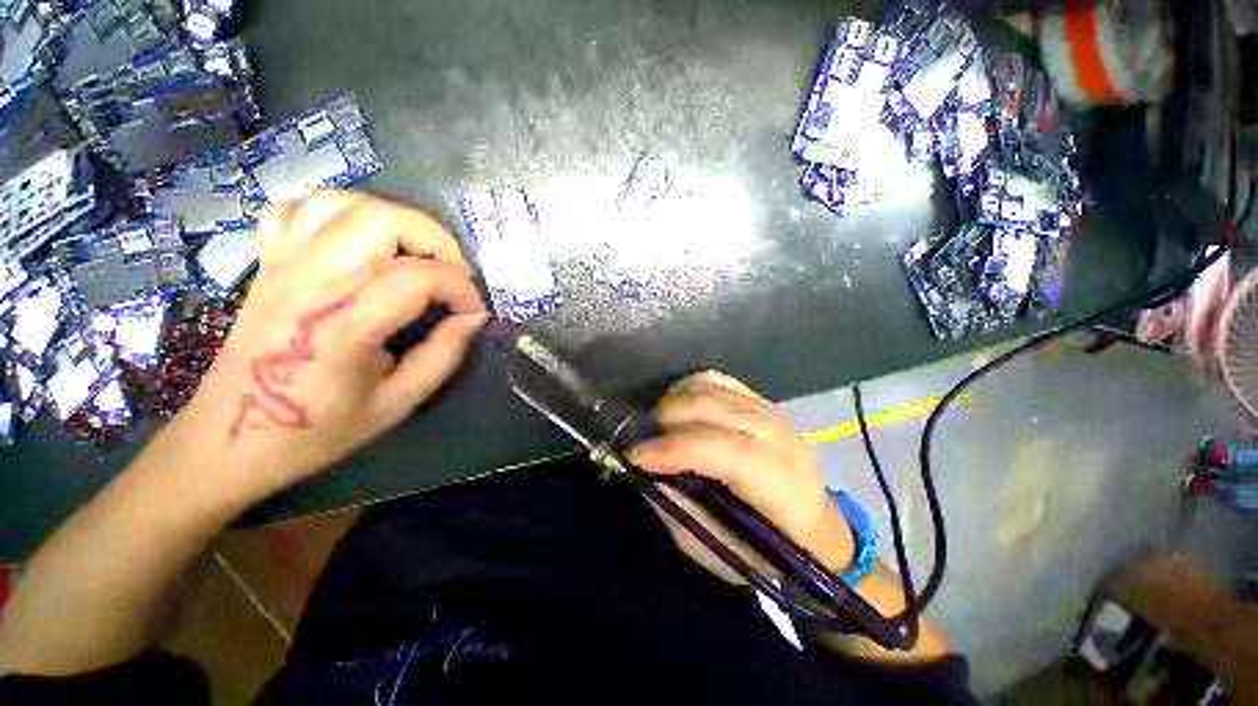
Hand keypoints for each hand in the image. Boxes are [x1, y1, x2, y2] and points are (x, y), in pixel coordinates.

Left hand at [162, 191, 487, 501]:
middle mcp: (310, 283)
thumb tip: (474, 317)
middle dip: (434, 238)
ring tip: (415, 255)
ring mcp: (281, 266)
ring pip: (343, 203)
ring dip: (394, 220)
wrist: (230, 439)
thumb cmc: (318, 430)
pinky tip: (358, 242)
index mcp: (343, 326)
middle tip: (452, 273)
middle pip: (381, 220)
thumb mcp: (398, 402)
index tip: (474, 312)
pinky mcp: (267, 264)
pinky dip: (339, 214)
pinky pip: (299, 211)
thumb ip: (444, 354)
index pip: (418, 278)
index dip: (461, 289)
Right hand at [627, 372, 853, 581]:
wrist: (814, 531)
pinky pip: (721, 381)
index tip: (636, 455)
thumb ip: (681, 509)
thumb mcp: (718, 551)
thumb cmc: (766, 552)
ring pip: (717, 388)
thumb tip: (647, 470)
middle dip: (670, 417)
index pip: (730, 452)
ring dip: (677, 399)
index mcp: (783, 488)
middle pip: (719, 410)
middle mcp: (784, 441)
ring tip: (657, 421)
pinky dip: (691, 387)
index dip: (677, 449)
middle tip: (643, 436)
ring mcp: (774, 415)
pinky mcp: (763, 403)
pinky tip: (678, 404)